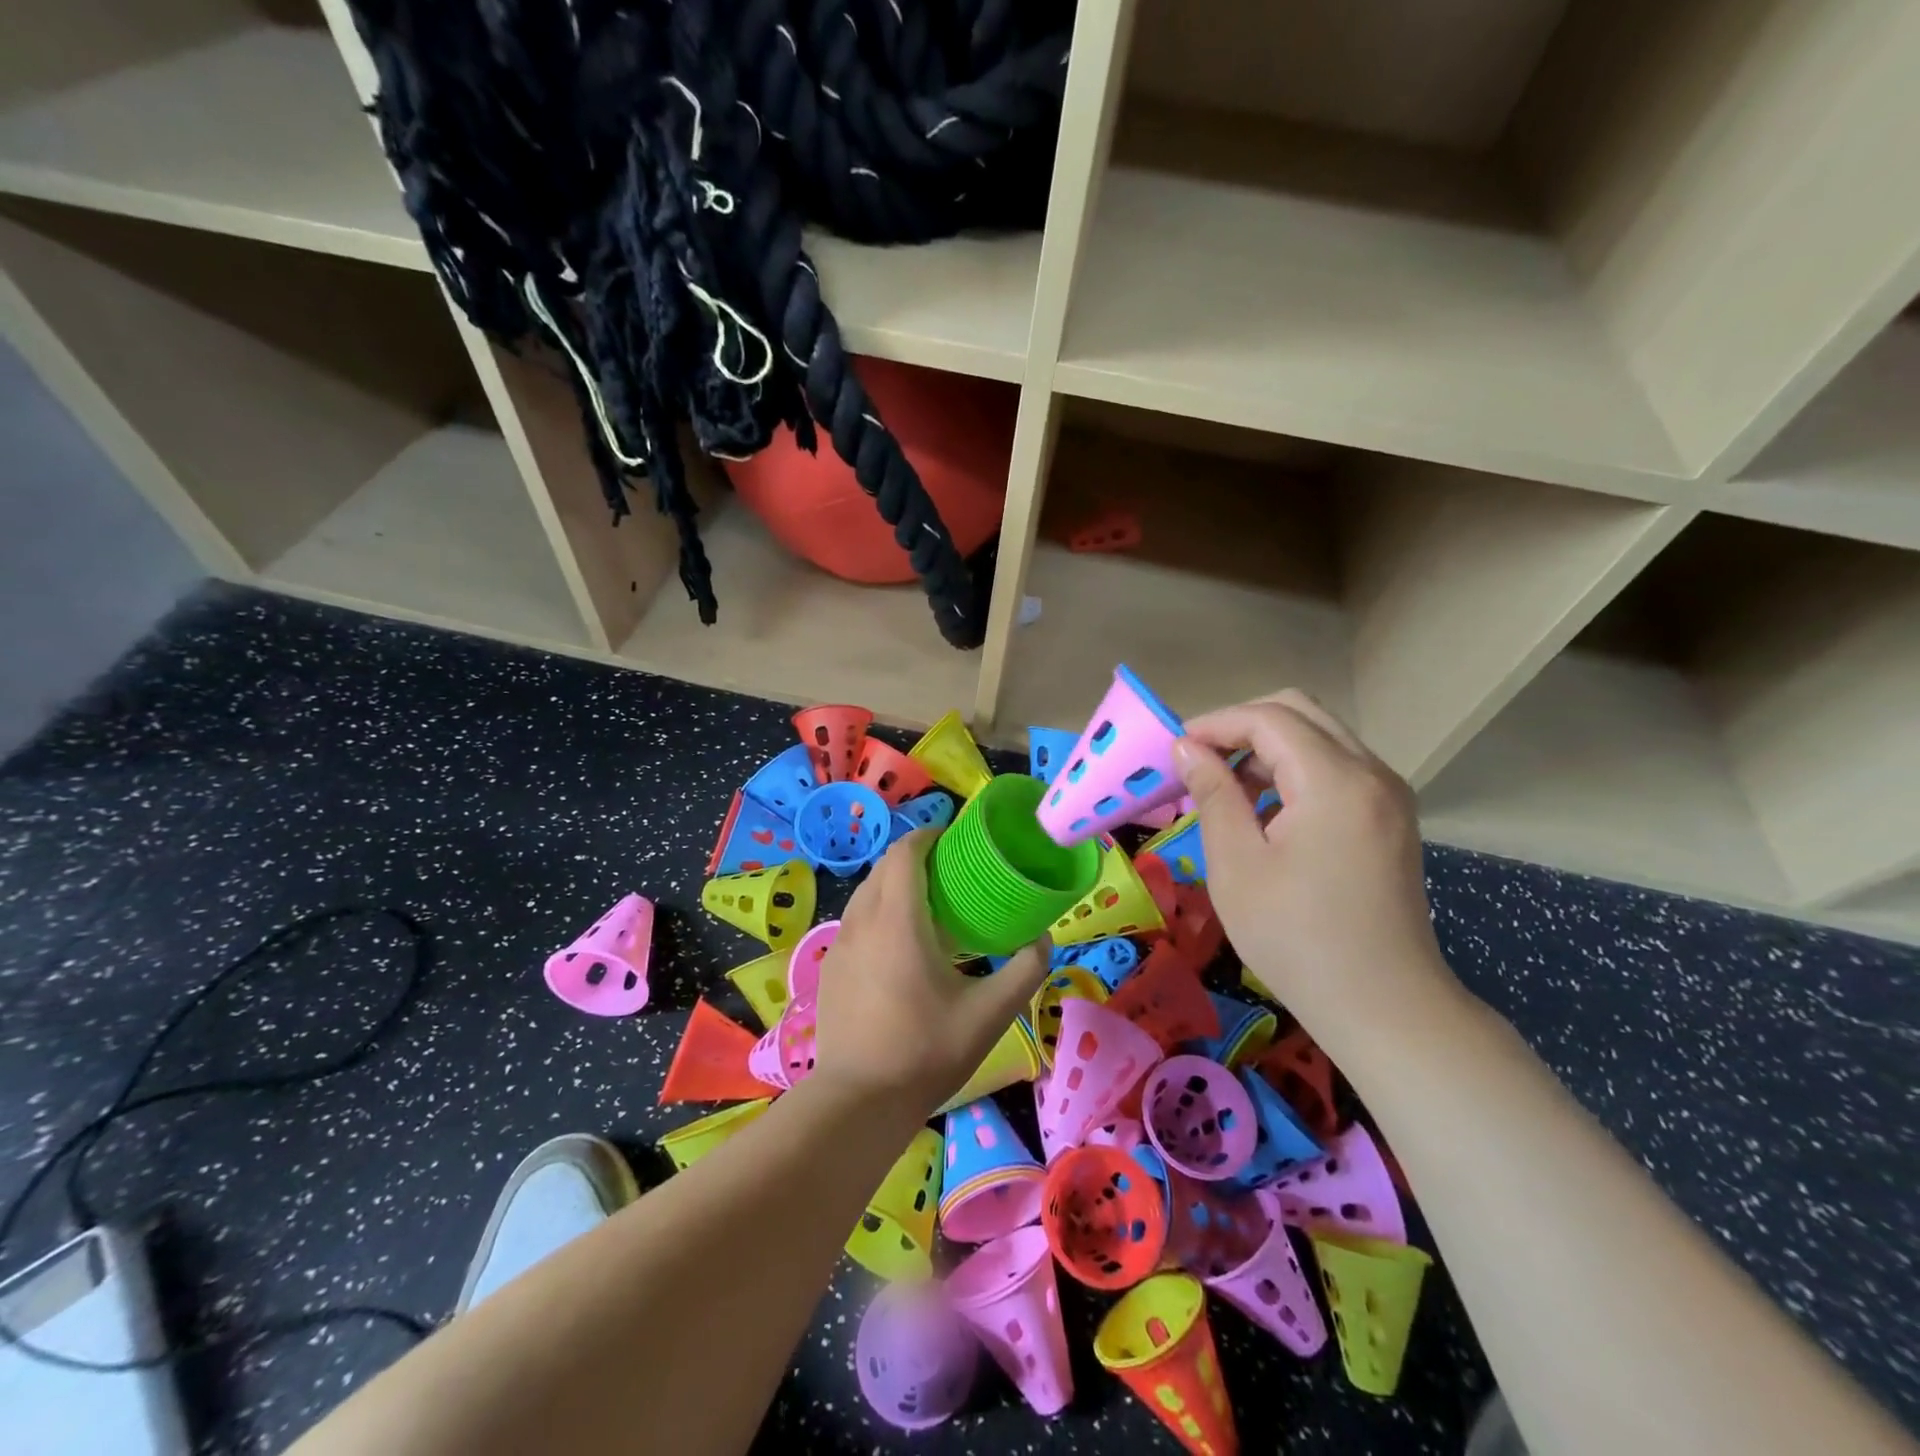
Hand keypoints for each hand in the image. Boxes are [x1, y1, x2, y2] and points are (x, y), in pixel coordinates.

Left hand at [811, 831, 1049, 1115]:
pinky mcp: (830, 967)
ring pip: (866, 892)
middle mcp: (862, 920)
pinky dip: (878, 911)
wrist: (857, 1102)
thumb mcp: (989, 1014)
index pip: (905, 852)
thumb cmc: (926, 1051)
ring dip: (894, 884)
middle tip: (950, 871)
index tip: (955, 840)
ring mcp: (840, 944)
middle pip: (884, 866)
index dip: (928, 836)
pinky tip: (899, 945)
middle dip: (914, 856)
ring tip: (927, 905)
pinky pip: (856, 920)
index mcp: (898, 920)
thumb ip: (1024, 970)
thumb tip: (1043, 939)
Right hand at [1171, 691, 1458, 1032]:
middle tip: (1199, 762)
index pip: (1268, 718)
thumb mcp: (1237, 864)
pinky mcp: (1390, 817)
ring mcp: (1388, 794)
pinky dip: (1294, 772)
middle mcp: (1371, 773)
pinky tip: (1265, 812)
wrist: (1383, 1006)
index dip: (1215, 724)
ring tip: (1224, 789)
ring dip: (1267, 749)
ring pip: (1319, 737)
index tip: (1174, 749)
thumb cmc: (1296, 938)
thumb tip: (1187, 748)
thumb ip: (1213, 794)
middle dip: (1241, 727)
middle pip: (1300, 712)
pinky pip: (1336, 768)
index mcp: (1335, 781)